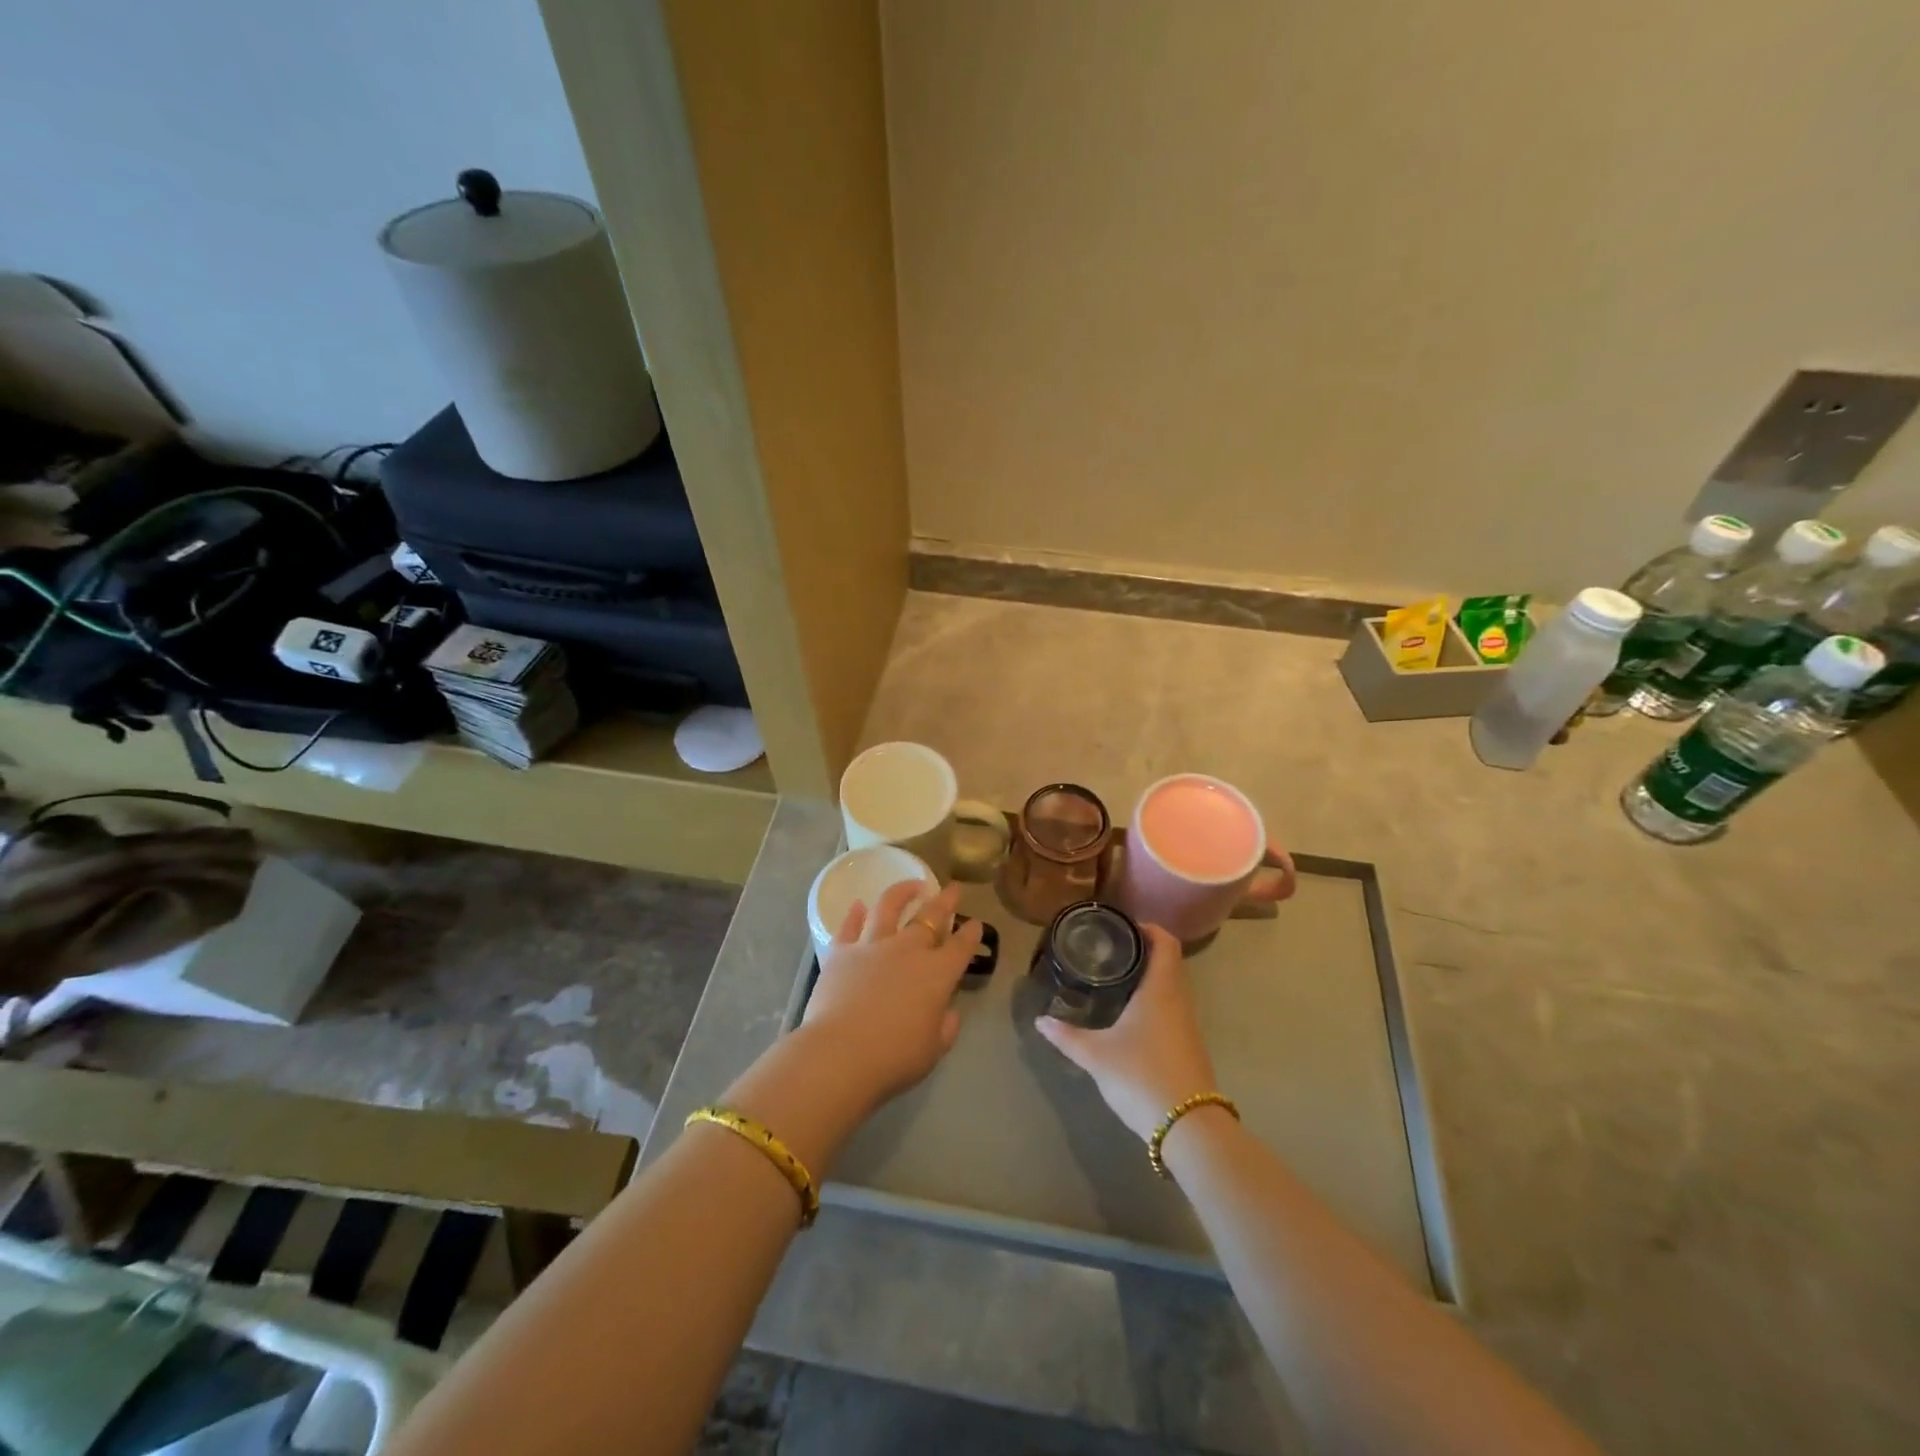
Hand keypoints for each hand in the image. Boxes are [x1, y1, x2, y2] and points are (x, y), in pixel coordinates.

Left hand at [800, 879, 982, 1113]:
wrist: (841, 1053)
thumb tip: (948, 1012)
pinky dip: (854, 914)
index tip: (975, 923)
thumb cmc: (894, 1057)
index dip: (971, 933)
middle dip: (944, 901)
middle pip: (930, 917)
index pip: (961, 946)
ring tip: (911, 885)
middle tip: (952, 889)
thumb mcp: (933, 1050)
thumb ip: (945, 1027)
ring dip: (902, 893)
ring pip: (889, 907)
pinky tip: (858, 905)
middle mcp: (908, 950)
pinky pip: (849, 926)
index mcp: (937, 974)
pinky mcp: (841, 952)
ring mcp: (872, 946)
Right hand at [1034, 924, 1219, 1140]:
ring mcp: (1188, 1025)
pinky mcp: (1189, 1047)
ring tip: (1116, 980)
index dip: (1148, 928)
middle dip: (1143, 952)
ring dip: (1149, 978)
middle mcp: (1179, 1000)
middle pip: (1169, 963)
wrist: (1188, 1127)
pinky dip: (1154, 1001)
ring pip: (1171, 988)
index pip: (1166, 943)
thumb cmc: (1141, 1076)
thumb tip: (1041, 1020)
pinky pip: (1172, 1010)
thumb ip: (1067, 1036)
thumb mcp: (1096, 1055)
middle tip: (1110, 952)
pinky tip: (1130, 1016)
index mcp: (1161, 990)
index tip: (1122, 927)